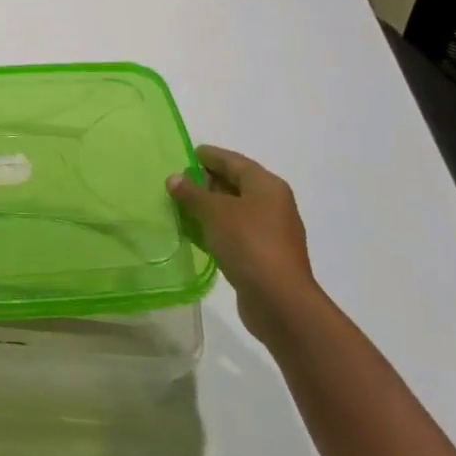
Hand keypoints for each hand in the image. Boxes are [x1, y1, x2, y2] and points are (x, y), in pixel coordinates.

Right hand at [168, 146, 318, 346]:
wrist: (280, 302)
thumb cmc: (249, 244)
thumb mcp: (215, 212)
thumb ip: (192, 193)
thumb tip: (174, 178)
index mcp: (266, 186)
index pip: (233, 161)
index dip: (209, 156)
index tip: (186, 154)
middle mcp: (272, 204)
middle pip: (235, 184)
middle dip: (207, 182)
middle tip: (178, 181)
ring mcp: (270, 232)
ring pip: (234, 210)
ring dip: (209, 208)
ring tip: (180, 206)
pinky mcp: (263, 256)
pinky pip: (235, 233)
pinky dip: (215, 229)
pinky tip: (194, 233)